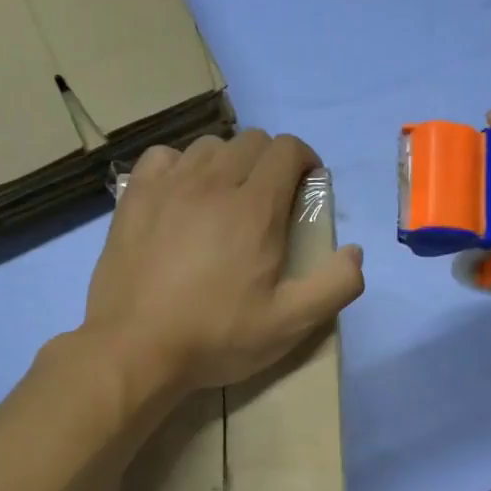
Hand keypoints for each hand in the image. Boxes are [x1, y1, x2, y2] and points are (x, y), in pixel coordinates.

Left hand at [83, 130, 364, 396]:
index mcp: (255, 207)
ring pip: (209, 146)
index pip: (288, 149)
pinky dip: (181, 166)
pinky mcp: (135, 197)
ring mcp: (169, 185)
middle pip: (251, 141)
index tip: (306, 188)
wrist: (135, 349)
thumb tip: (354, 252)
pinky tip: (181, 195)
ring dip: (228, 162)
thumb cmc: (216, 336)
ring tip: (226, 198)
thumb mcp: (290, 324)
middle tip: (270, 200)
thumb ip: (335, 285)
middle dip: (270, 161)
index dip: (305, 161)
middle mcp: (213, 182)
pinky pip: (164, 157)